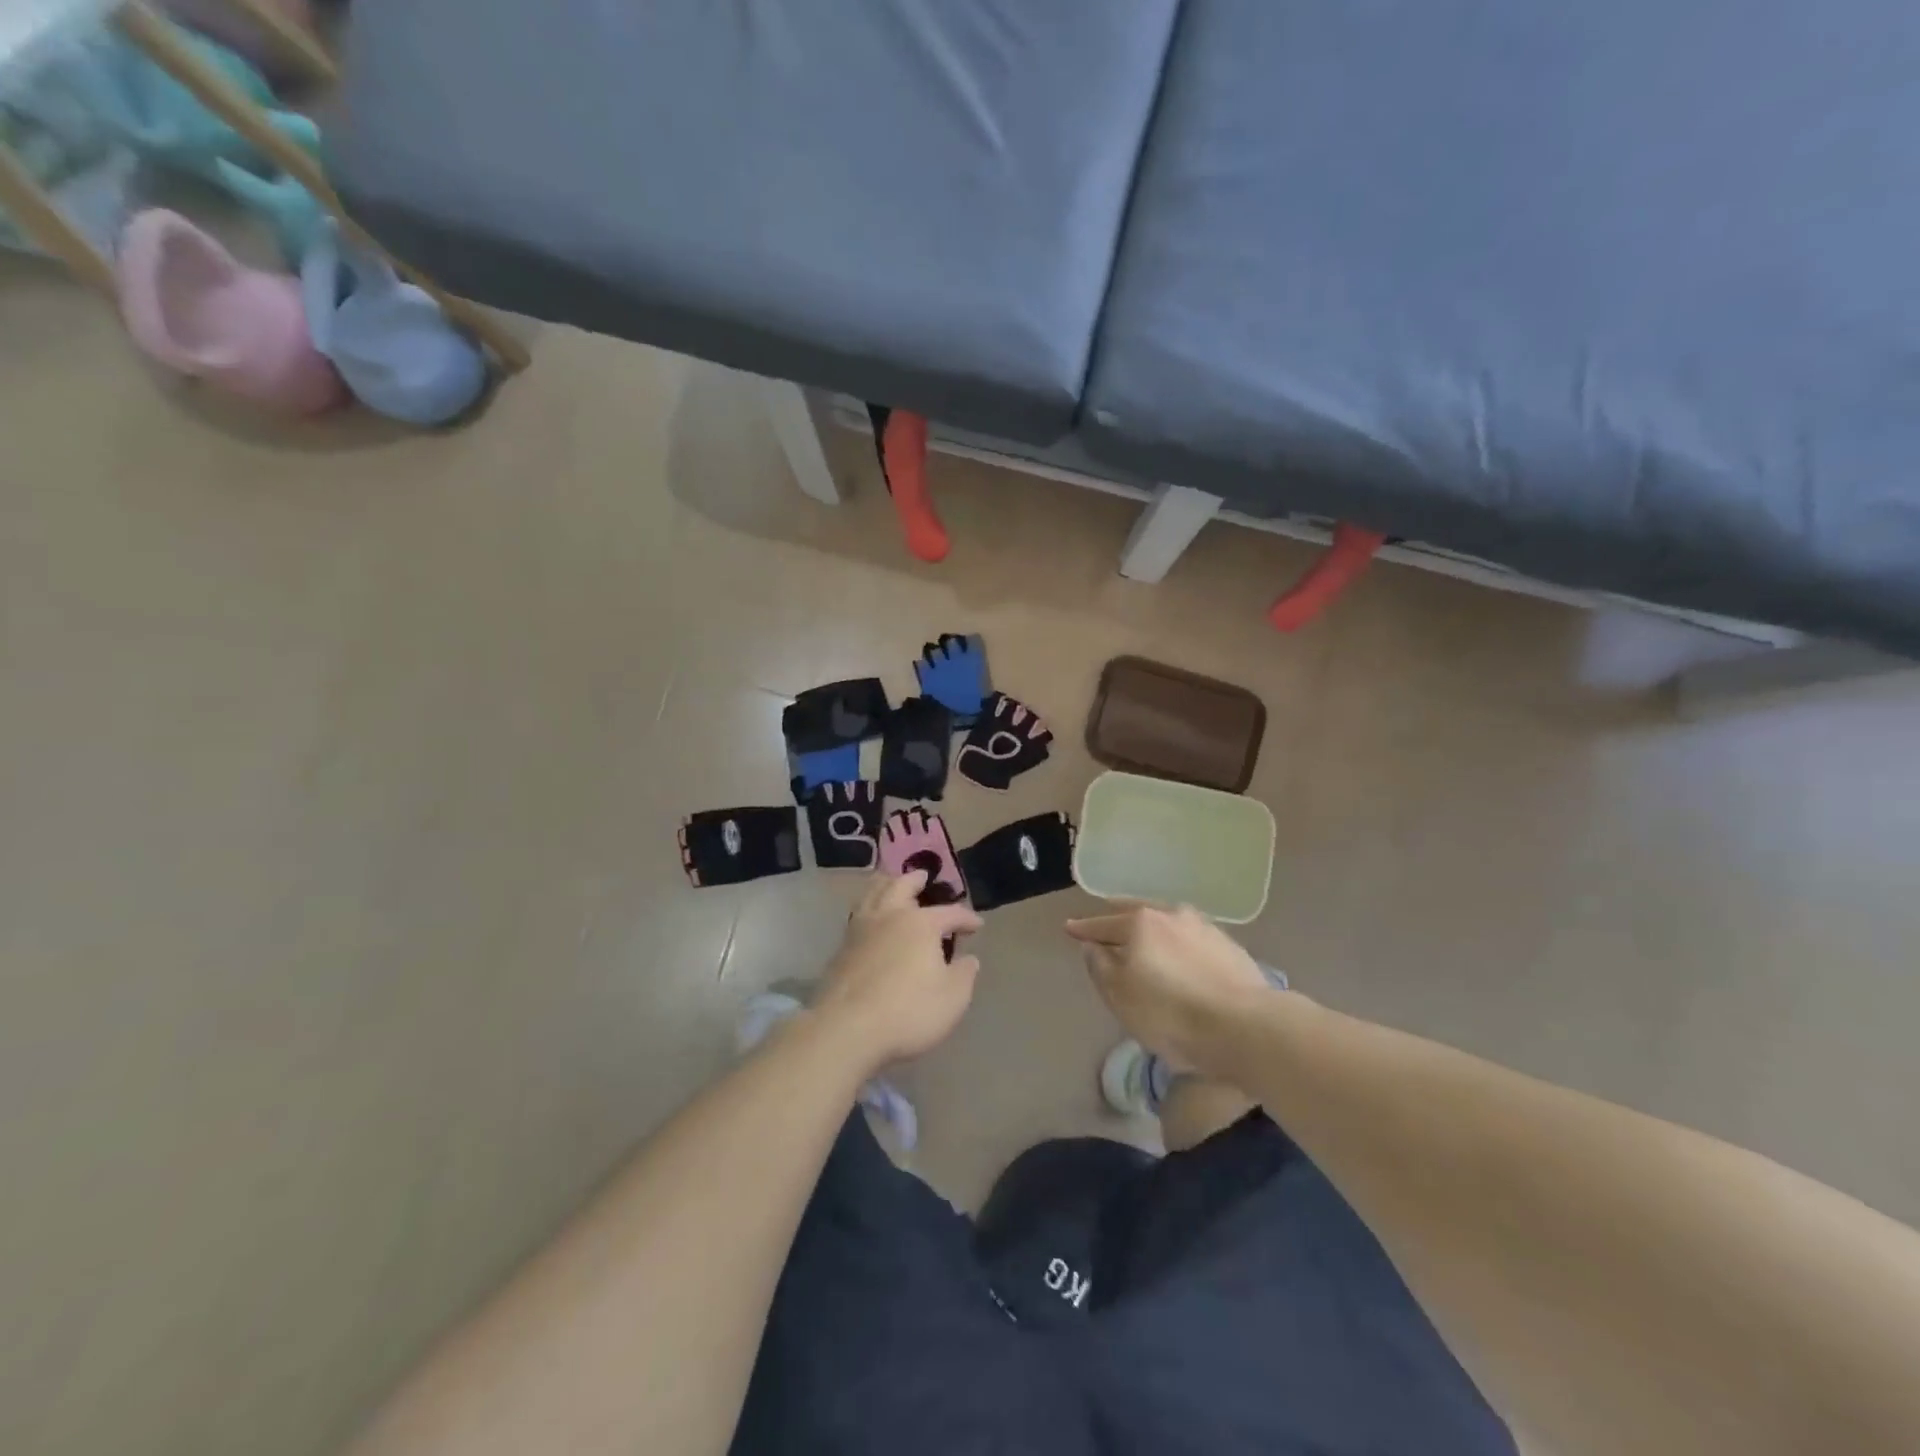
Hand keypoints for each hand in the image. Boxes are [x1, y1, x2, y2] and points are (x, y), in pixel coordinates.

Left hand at [814, 871, 981, 1073]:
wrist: (847, 1028)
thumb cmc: (908, 1011)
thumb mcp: (952, 998)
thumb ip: (964, 975)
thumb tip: (969, 959)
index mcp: (921, 924)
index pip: (950, 913)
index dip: (966, 918)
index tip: (977, 925)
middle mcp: (890, 917)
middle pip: (902, 886)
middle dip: (916, 880)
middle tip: (923, 876)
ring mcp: (861, 930)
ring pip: (873, 894)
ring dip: (885, 885)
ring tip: (890, 882)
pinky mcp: (841, 948)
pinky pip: (858, 914)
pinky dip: (868, 906)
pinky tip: (869, 917)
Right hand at [1065, 903, 1275, 1073]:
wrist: (1245, 1027)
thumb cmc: (1171, 1014)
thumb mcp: (1120, 996)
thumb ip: (1100, 966)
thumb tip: (1092, 945)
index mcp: (1140, 923)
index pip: (1103, 924)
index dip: (1084, 928)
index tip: (1069, 928)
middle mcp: (1171, 915)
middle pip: (1137, 913)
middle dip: (1118, 916)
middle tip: (1106, 919)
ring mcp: (1204, 927)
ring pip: (1167, 921)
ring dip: (1152, 927)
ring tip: (1145, 935)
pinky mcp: (1230, 946)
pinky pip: (1190, 937)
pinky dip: (1177, 941)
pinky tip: (1180, 952)